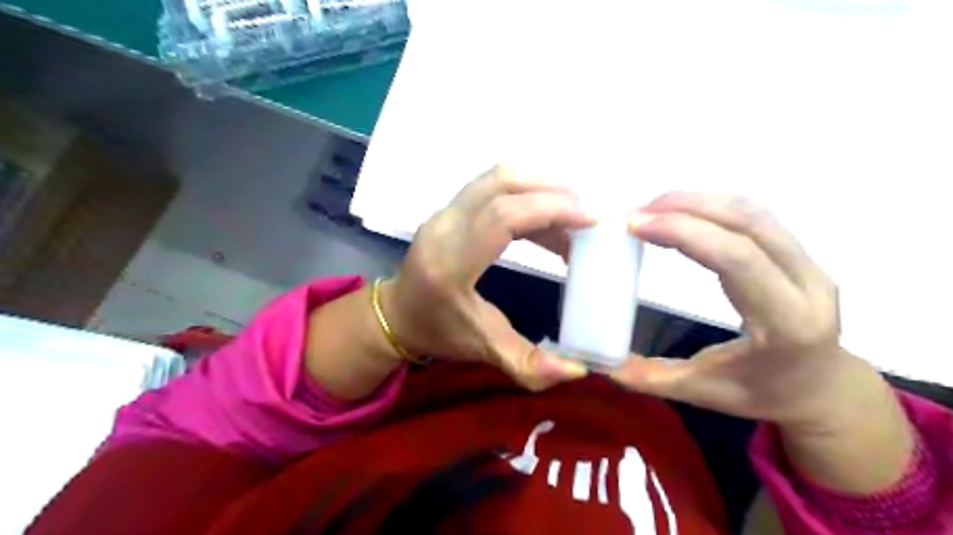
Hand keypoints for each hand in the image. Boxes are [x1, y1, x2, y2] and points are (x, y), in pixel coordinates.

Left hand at [382, 167, 593, 388]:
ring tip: (574, 216)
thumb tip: (579, 370)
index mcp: (450, 263)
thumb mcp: (484, 350)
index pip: (502, 217)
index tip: (593, 218)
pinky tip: (549, 226)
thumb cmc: (438, 332)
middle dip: (553, 190)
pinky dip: (527, 197)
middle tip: (589, 211)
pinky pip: (493, 189)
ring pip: (497, 179)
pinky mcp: (450, 209)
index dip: (552, 209)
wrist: (397, 314)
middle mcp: (444, 227)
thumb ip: (529, 365)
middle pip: (501, 182)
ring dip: (541, 189)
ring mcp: (444, 213)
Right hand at [615, 193, 852, 425]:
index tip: (636, 225)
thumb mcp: (702, 393)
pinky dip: (713, 207)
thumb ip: (649, 377)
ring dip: (698, 201)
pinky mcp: (799, 254)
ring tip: (653, 208)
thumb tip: (600, 361)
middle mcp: (808, 285)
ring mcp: (809, 264)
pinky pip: (756, 217)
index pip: (737, 259)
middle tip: (636, 213)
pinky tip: (681, 213)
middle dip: (685, 207)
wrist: (823, 390)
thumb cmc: (764, 394)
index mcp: (787, 324)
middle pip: (747, 223)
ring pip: (753, 212)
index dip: (684, 232)